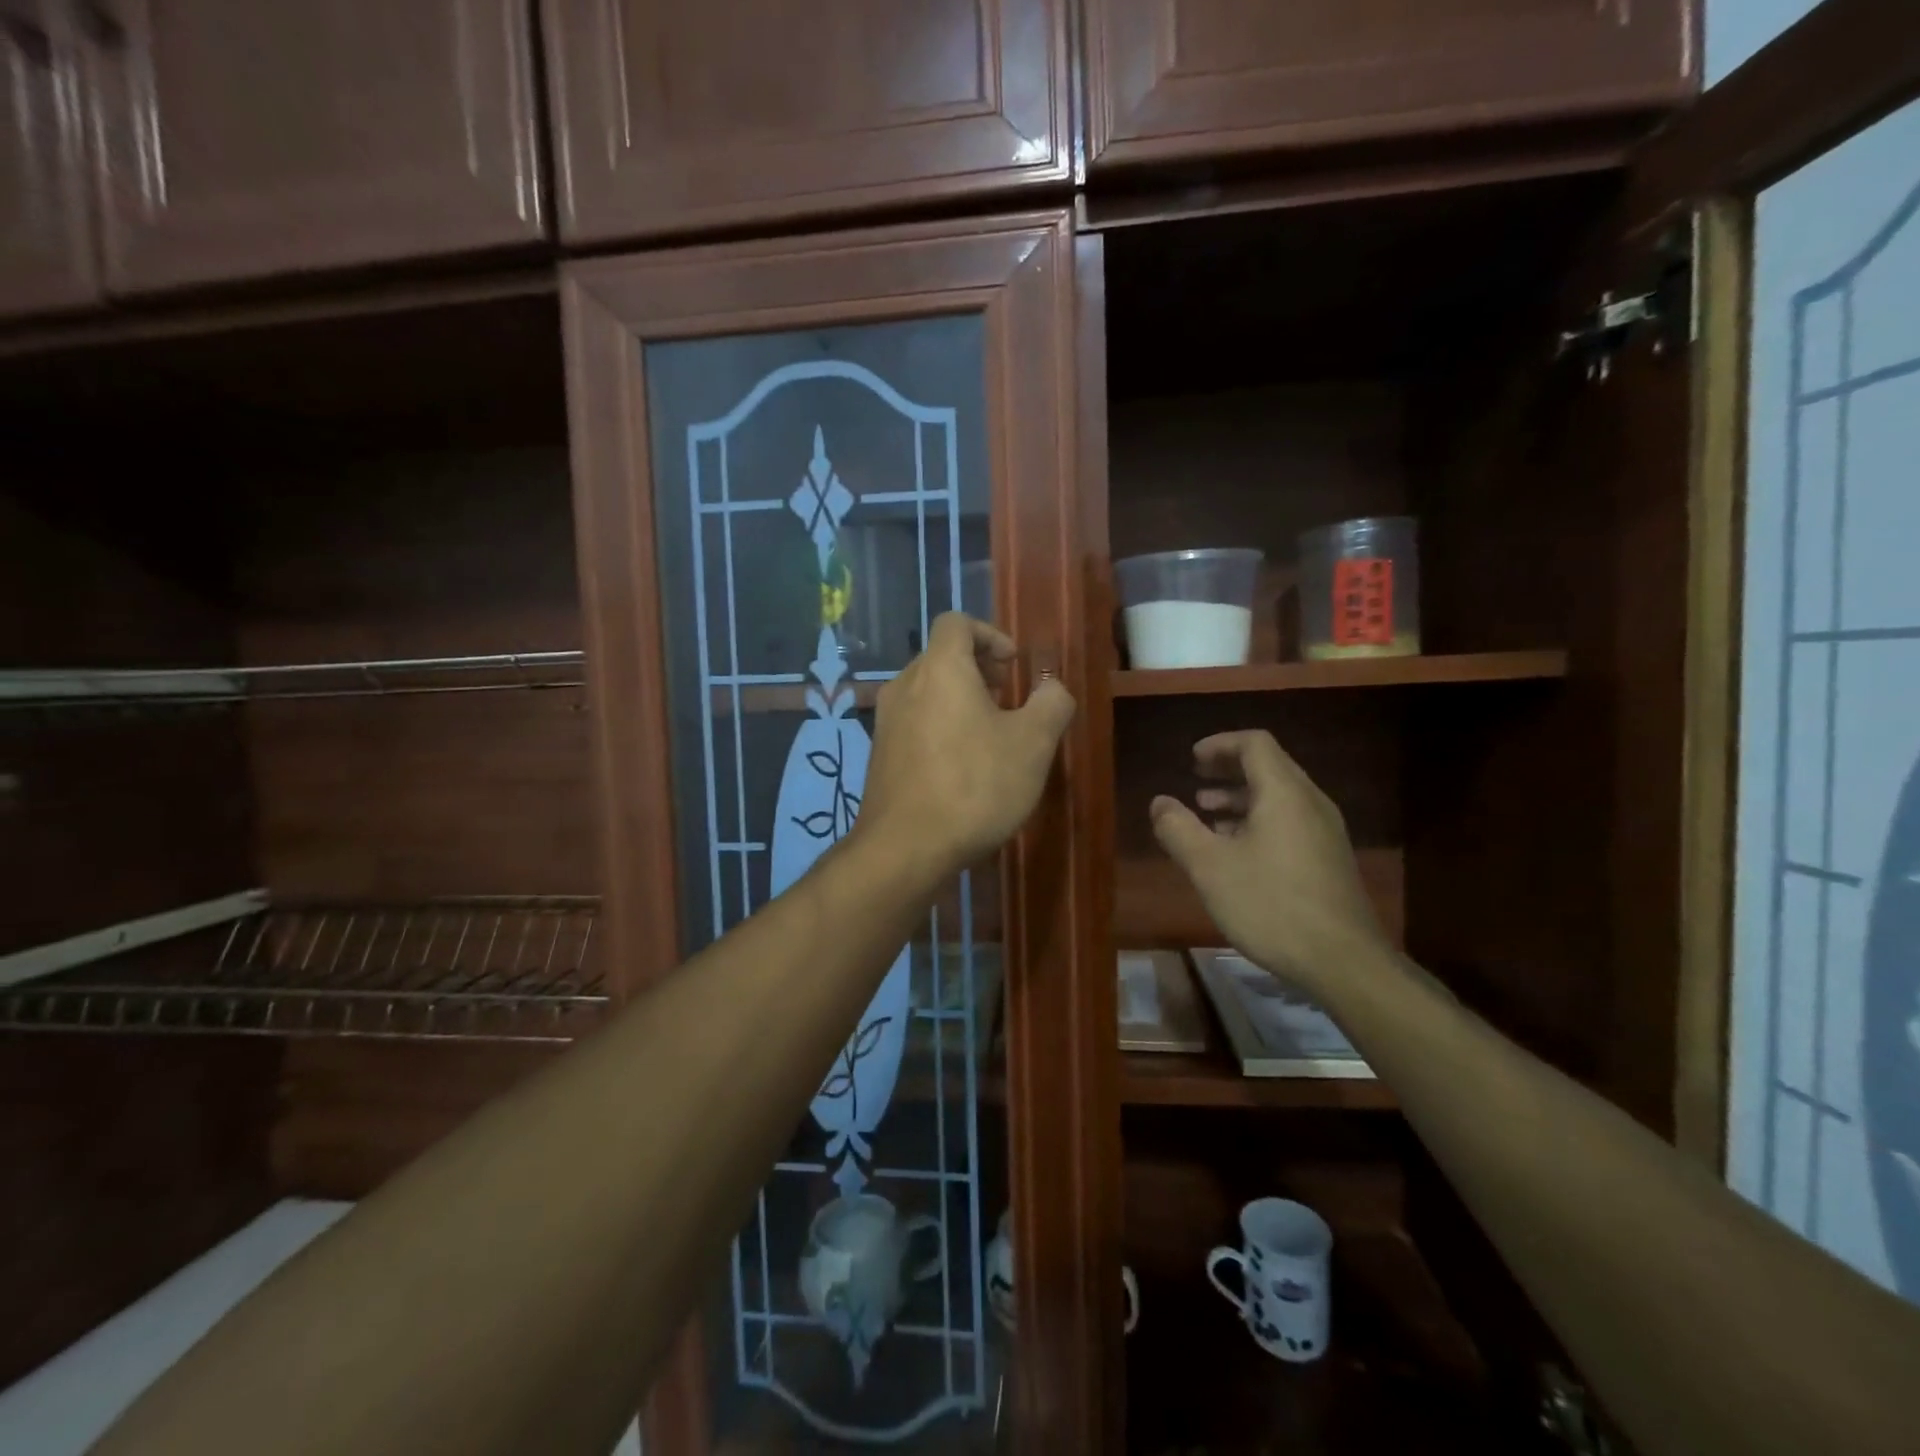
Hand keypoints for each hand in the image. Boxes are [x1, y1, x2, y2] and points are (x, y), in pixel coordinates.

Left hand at [855, 614, 1075, 883]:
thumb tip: (1052, 687)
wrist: (905, 847)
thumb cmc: (975, 786)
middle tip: (1007, 701)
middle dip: (978, 670)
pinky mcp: (880, 753)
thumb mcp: (1033, 744)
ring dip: (960, 700)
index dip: (990, 635)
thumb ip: (1051, 703)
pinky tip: (961, 766)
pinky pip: (914, 722)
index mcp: (940, 668)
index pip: (957, 622)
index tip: (1014, 667)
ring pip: (927, 691)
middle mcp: (905, 684)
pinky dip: (940, 726)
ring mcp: (886, 720)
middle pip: (941, 656)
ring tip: (989, 736)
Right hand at [1149, 730, 1386, 992]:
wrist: (1343, 961)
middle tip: (1196, 780)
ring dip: (1241, 797)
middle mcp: (1310, 803)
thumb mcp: (1209, 867)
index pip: (1254, 744)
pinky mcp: (1329, 858)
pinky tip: (1236, 850)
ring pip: (1279, 796)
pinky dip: (1258, 820)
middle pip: (1269, 766)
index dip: (1220, 744)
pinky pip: (1290, 821)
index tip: (1191, 759)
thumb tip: (1160, 802)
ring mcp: (1325, 831)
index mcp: (1284, 793)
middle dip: (1228, 769)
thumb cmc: (1271, 905)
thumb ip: (1179, 829)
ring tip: (1208, 814)